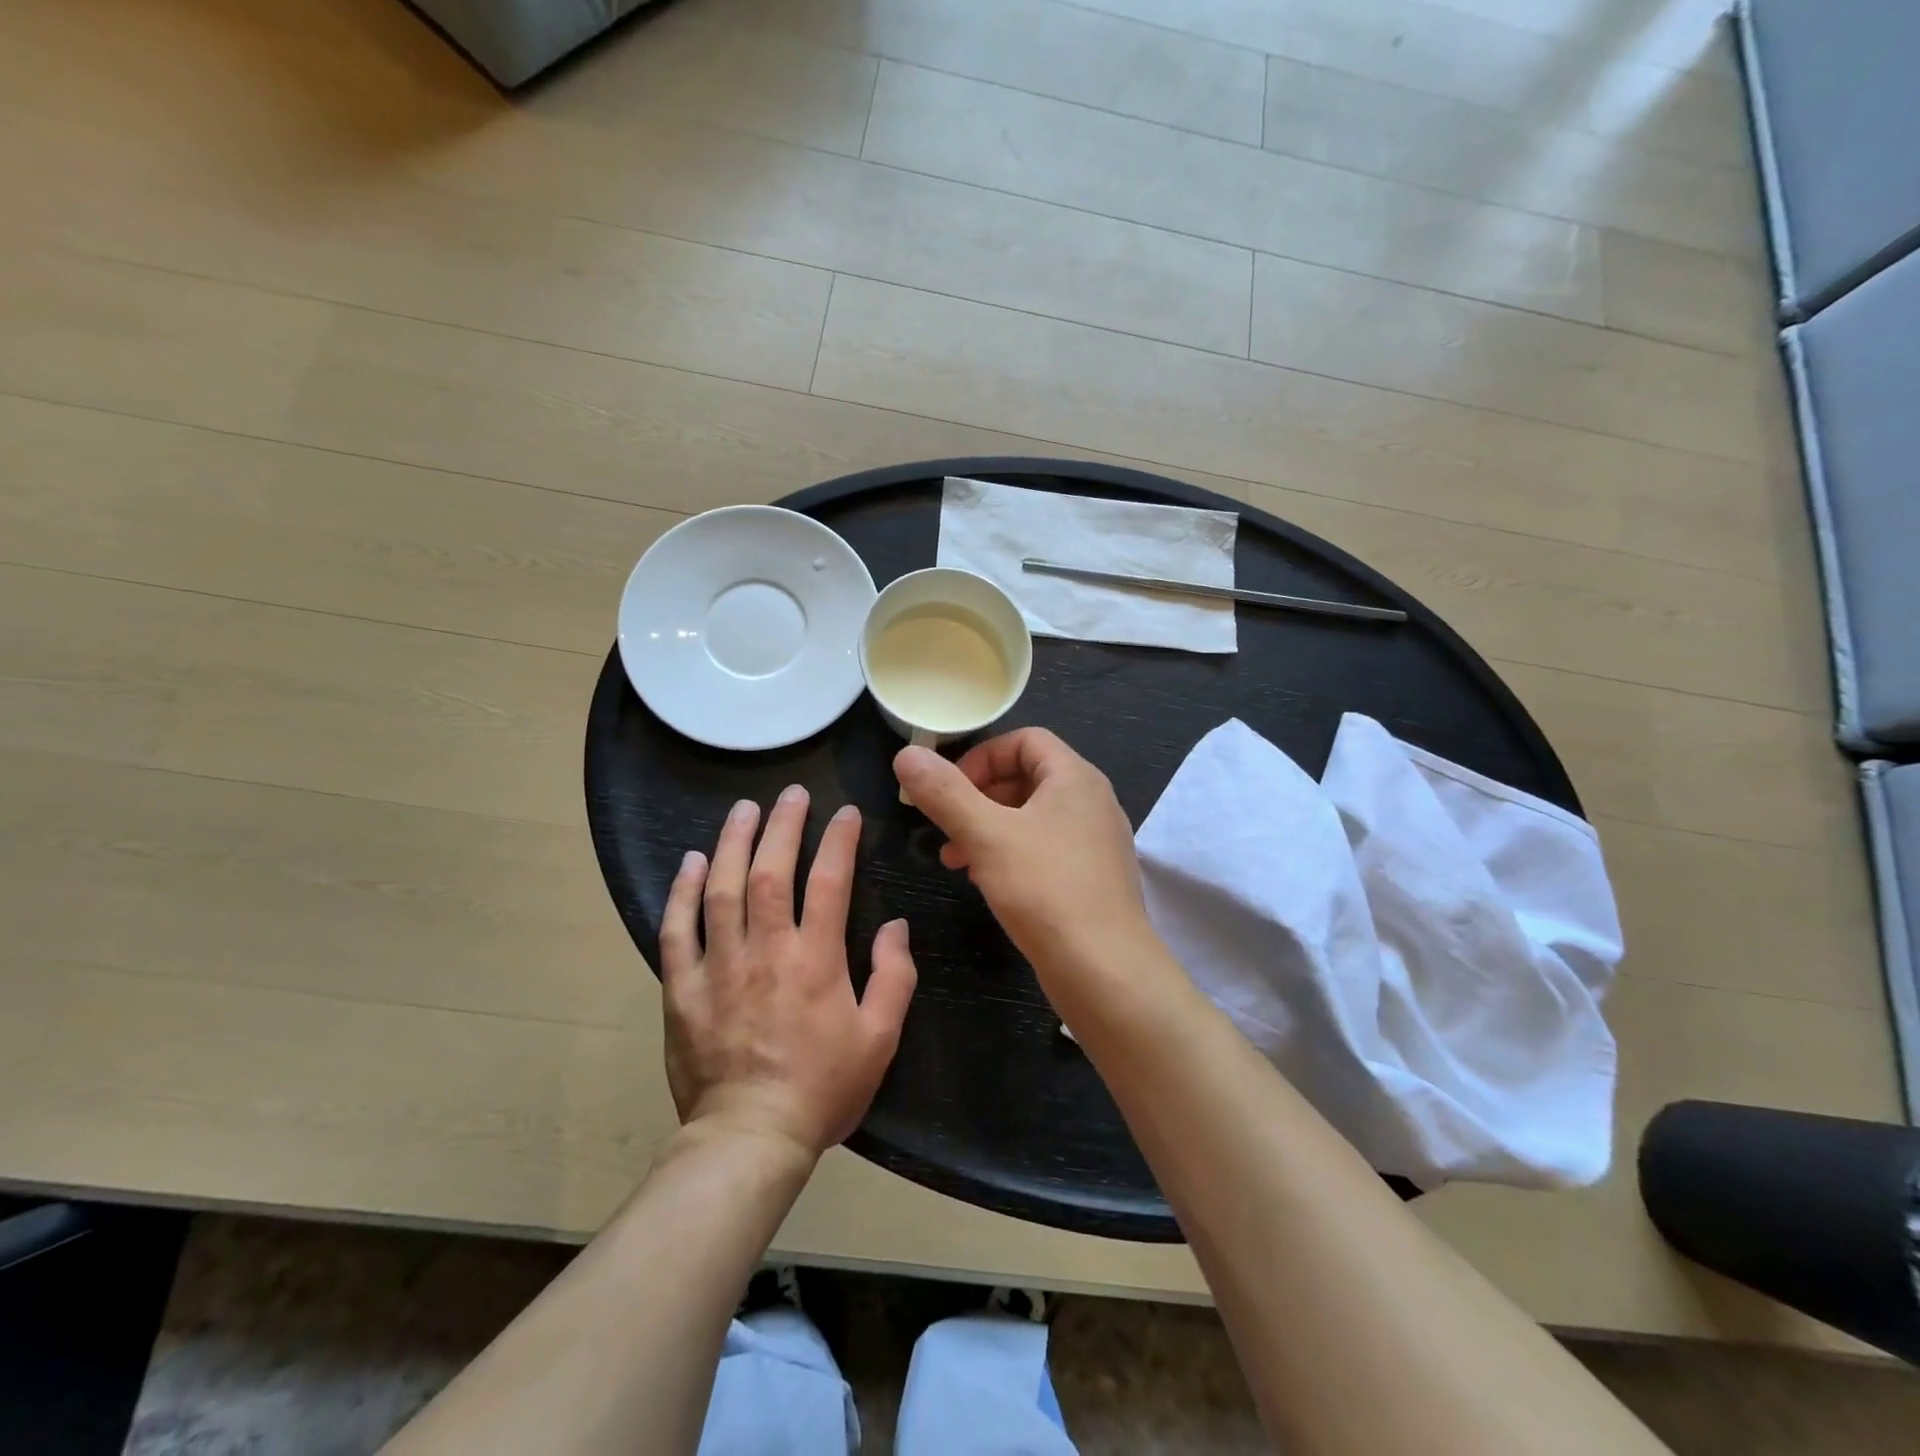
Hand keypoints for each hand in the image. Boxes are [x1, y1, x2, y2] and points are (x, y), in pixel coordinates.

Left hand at [660, 787, 916, 1158]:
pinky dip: (682, 892)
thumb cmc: (822, 1088)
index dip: (839, 840)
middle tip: (791, 793)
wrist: (750, 1138)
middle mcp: (767, 950)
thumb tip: (895, 926)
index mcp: (816, 960)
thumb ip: (894, 977)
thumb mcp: (879, 1039)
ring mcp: (719, 966)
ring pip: (723, 889)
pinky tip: (691, 862)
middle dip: (783, 825)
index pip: (830, 882)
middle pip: (772, 872)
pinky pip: (677, 930)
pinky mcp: (683, 988)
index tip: (846, 813)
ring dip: (733, 843)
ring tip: (743, 809)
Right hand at [893, 730, 1150, 981]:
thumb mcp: (986, 835)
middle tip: (945, 825)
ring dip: (988, 828)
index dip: (981, 756)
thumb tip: (906, 755)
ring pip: (1031, 817)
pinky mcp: (1091, 877)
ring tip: (954, 858)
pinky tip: (985, 881)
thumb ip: (944, 793)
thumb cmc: (1046, 890)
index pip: (1025, 740)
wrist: (1105, 970)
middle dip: (978, 797)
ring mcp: (1095, 841)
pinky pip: (1045, 848)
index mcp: (1075, 777)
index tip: (949, 788)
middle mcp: (1091, 801)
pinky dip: (1010, 854)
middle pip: (1027, 777)